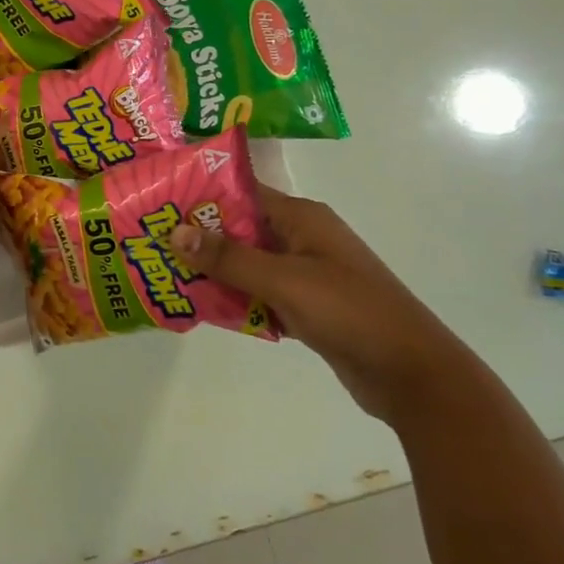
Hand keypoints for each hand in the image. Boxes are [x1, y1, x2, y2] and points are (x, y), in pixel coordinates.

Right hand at [168, 187, 465, 422]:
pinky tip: (202, 305)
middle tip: (152, 240)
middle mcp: (302, 237)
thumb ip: (229, 257)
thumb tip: (175, 232)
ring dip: (214, 269)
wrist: (411, 373)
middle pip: (240, 227)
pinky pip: (259, 292)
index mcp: (302, 217)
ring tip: (165, 272)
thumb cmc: (349, 311)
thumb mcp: (284, 279)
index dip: (202, 192)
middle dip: (200, 235)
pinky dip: (235, 296)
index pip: (242, 191)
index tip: (160, 198)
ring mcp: (305, 272)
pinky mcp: (306, 305)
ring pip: (247, 262)